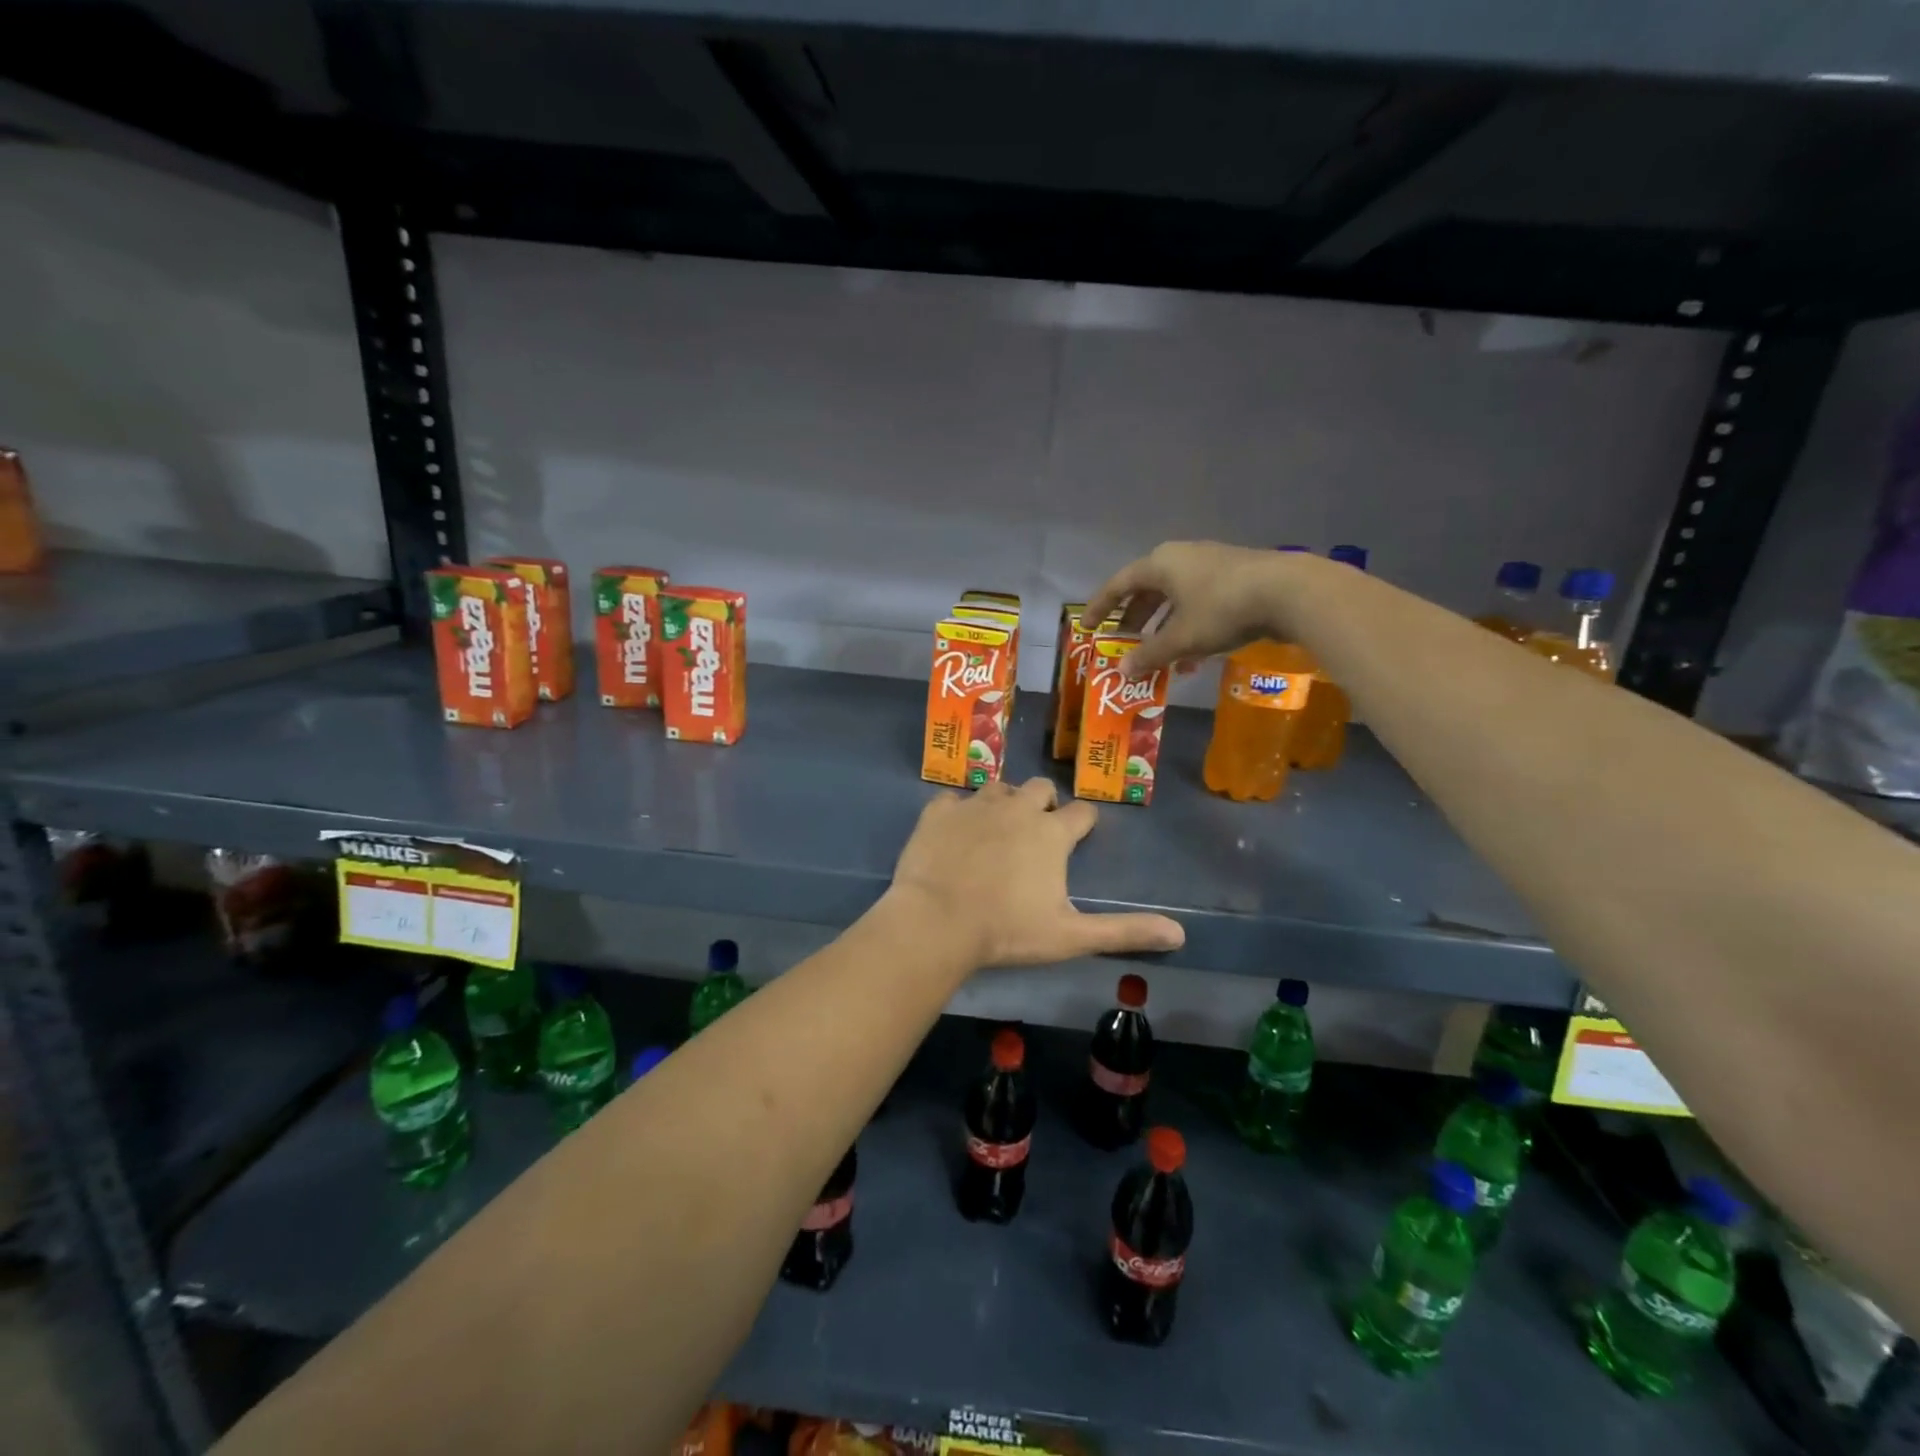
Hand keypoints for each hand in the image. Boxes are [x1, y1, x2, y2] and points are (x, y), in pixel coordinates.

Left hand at [888, 778, 1184, 969]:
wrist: (936, 922)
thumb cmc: (1007, 931)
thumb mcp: (1071, 936)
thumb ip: (1124, 931)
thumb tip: (1179, 934)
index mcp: (1051, 833)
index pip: (1081, 813)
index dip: (1083, 823)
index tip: (1078, 835)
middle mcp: (1017, 807)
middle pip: (1041, 788)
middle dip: (1044, 804)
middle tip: (1035, 832)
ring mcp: (975, 805)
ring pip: (998, 788)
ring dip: (1003, 803)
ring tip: (997, 830)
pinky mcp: (938, 811)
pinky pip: (953, 799)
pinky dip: (958, 812)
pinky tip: (954, 832)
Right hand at [1081, 540, 1288, 677]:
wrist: (1289, 591)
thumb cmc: (1222, 610)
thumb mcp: (1181, 638)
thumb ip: (1149, 655)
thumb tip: (1122, 671)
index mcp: (1160, 564)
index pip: (1118, 585)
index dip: (1100, 608)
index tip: (1086, 628)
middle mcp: (1181, 557)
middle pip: (1147, 589)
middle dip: (1133, 619)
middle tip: (1123, 644)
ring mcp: (1210, 563)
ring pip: (1174, 596)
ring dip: (1162, 626)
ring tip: (1158, 655)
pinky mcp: (1235, 575)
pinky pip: (1197, 599)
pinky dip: (1187, 624)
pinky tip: (1194, 653)